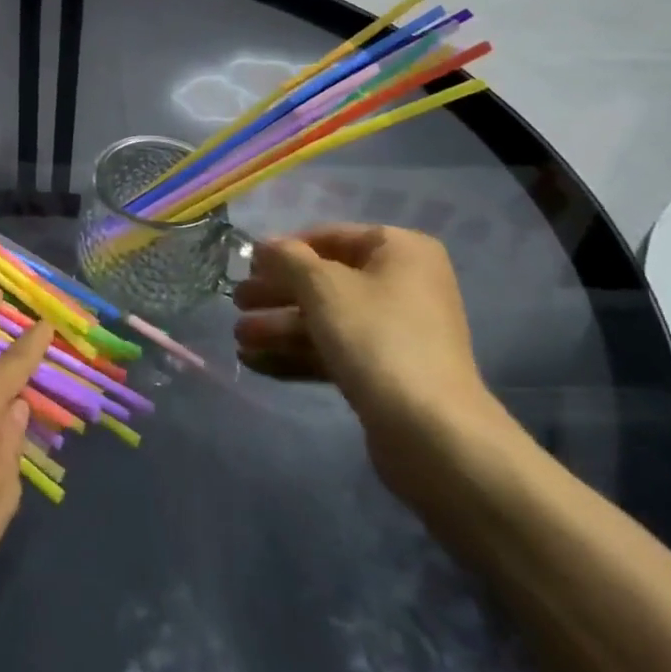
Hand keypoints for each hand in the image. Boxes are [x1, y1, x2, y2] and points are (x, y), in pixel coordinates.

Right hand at [233, 225, 500, 498]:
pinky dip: (298, 353)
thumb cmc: (376, 338)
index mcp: (400, 250)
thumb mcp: (322, 286)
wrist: (433, 434)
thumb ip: (287, 258)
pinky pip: (335, 351)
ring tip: (240, 338)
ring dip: (280, 326)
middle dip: (278, 293)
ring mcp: (397, 331)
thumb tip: (264, 246)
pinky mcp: (388, 373)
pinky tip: (256, 361)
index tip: (248, 266)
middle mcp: (403, 284)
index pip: (330, 236)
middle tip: (237, 303)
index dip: (285, 250)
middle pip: (326, 281)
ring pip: (327, 319)